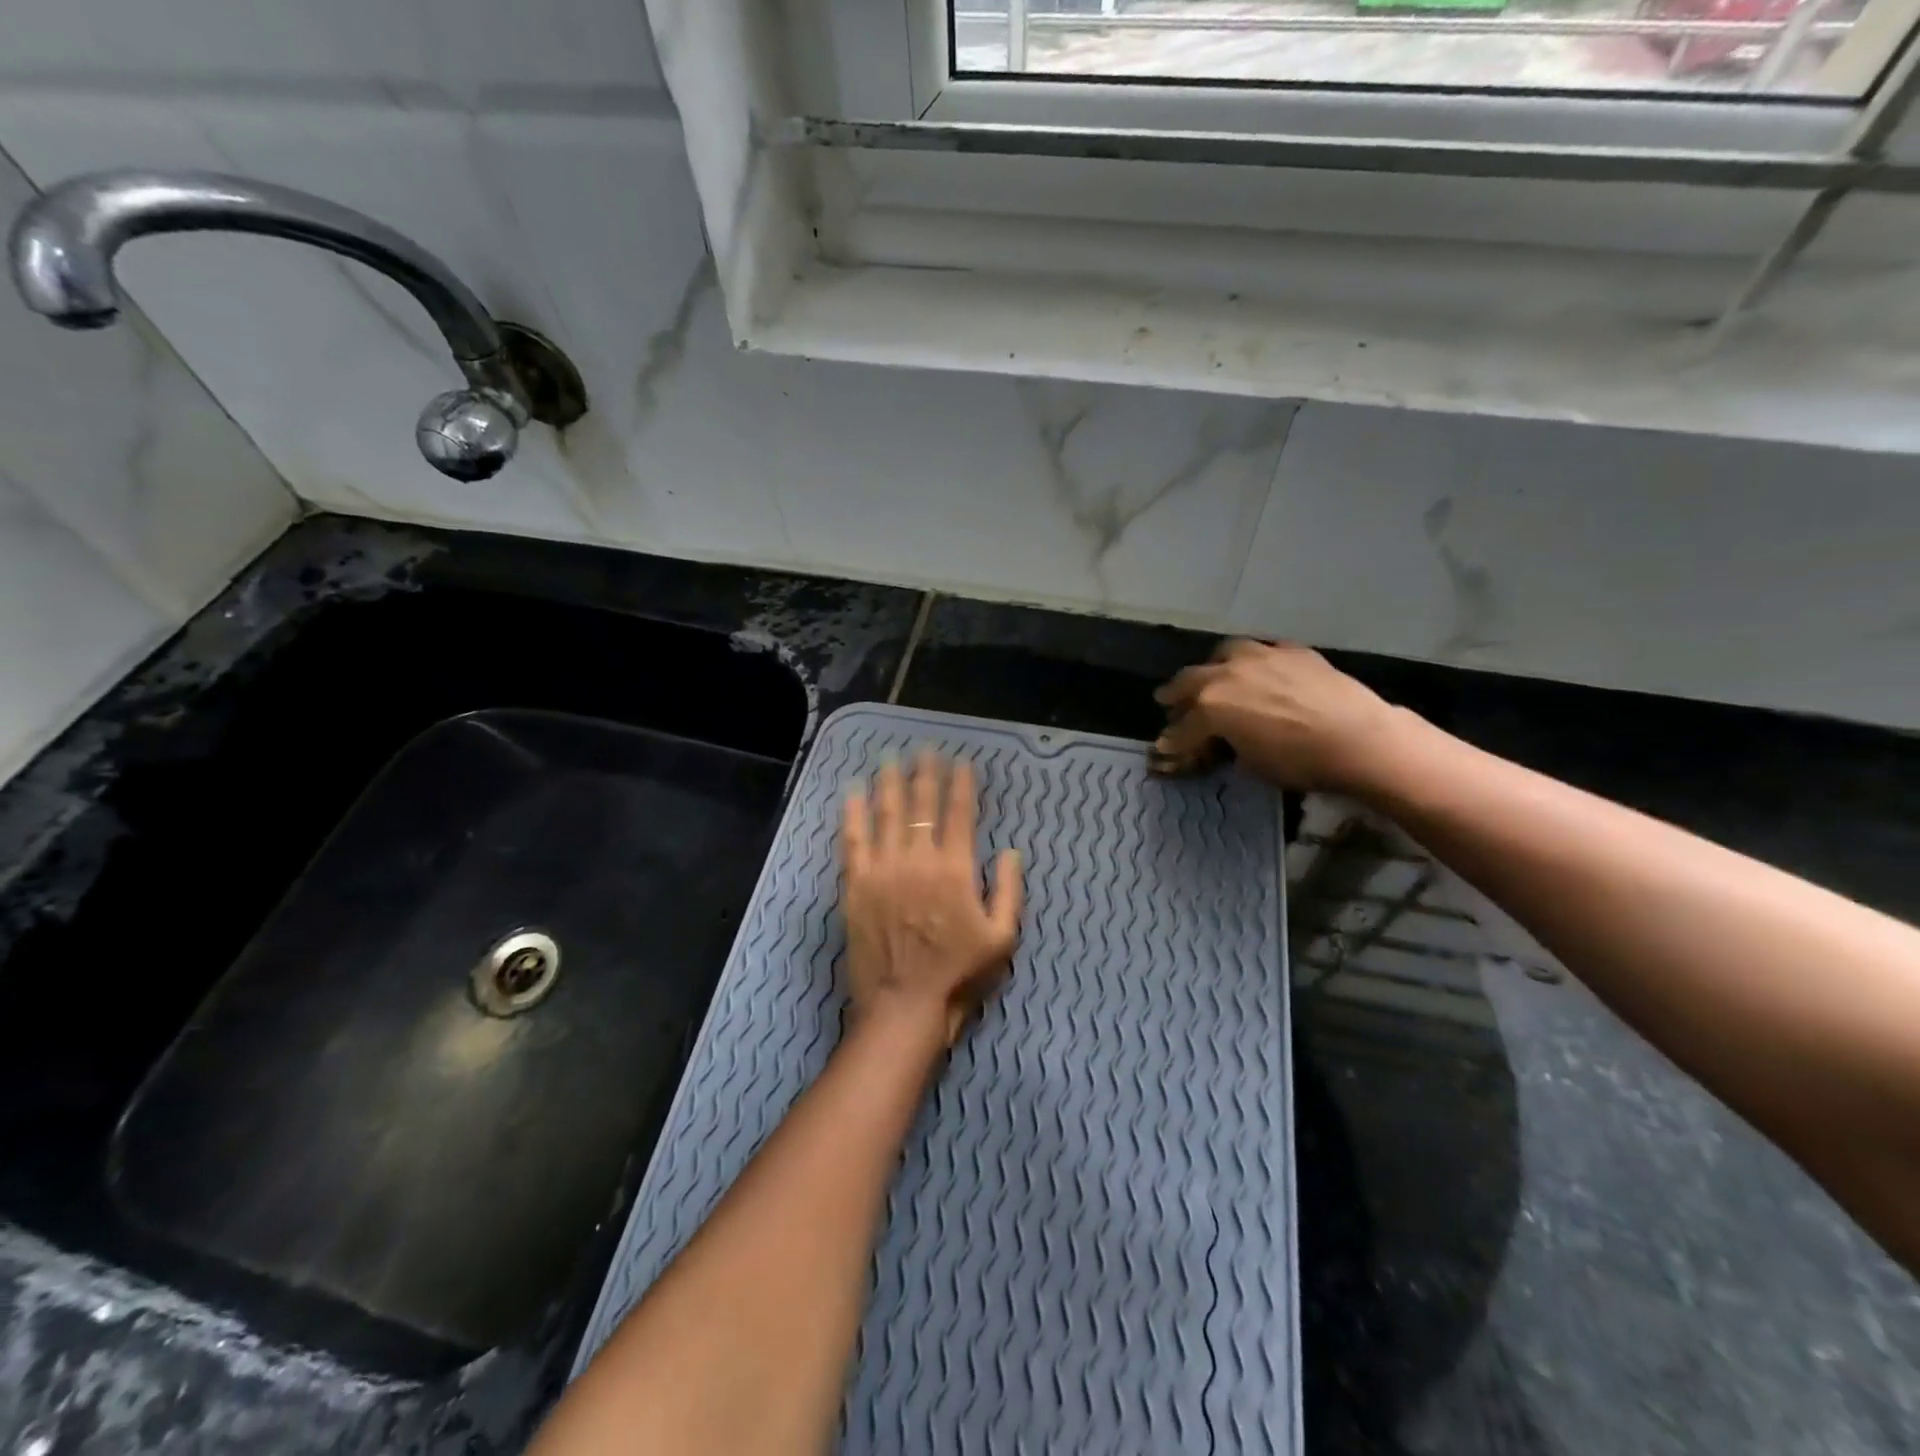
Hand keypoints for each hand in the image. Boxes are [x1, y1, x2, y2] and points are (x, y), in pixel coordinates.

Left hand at [841, 751, 1023, 1046]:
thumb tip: (1011, 851)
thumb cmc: (958, 974)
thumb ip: (1010, 891)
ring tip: (890, 760)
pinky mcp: (856, 885)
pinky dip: (853, 814)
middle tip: (924, 750)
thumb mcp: (1002, 938)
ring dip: (890, 784)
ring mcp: (882, 870)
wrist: (904, 1006)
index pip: (959, 814)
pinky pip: (853, 841)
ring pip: (886, 814)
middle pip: (921, 805)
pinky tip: (852, 794)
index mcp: (955, 869)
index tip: (960, 762)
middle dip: (925, 774)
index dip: (960, 784)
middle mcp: (917, 859)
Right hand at [1152, 640, 1405, 792]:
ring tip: (1213, 676)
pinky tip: (1260, 670)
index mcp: (1211, 706)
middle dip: (1175, 694)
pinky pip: (1263, 650)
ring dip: (1212, 667)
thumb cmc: (1299, 761)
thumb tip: (1220, 745)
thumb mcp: (1251, 765)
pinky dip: (1254, 661)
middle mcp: (1227, 674)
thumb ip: (1227, 748)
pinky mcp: (1293, 651)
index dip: (1172, 741)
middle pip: (1190, 680)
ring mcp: (1261, 656)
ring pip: (1224, 653)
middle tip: (1168, 701)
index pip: (1181, 727)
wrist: (1358, 739)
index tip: (1164, 749)